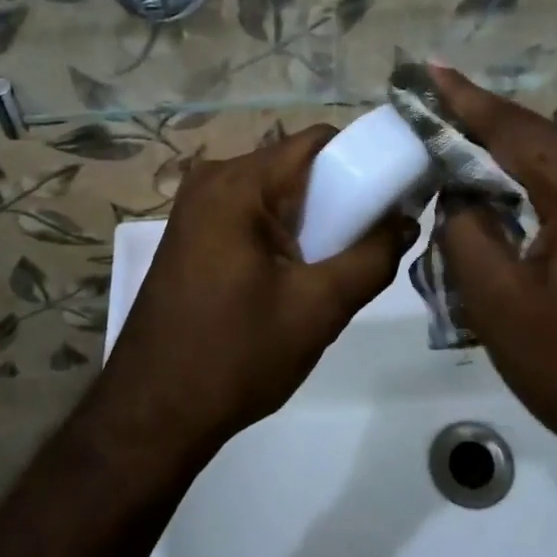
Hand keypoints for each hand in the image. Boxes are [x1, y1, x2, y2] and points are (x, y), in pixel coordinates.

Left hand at [96, 127, 414, 465]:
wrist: (151, 415)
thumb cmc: (236, 356)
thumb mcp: (319, 308)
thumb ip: (372, 257)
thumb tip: (405, 220)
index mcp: (239, 184)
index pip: (318, 141)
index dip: (362, 160)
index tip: (392, 194)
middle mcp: (212, 179)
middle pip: (296, 164)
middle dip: (338, 195)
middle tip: (366, 241)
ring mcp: (195, 206)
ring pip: (276, 191)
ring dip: (311, 218)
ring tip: (332, 266)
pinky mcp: (191, 233)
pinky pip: (252, 211)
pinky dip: (282, 231)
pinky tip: (293, 276)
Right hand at [430, 67, 556, 486]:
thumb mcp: (501, 302)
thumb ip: (468, 234)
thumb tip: (461, 199)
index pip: (513, 128)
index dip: (466, 100)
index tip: (429, 71)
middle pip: (538, 140)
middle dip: (483, 124)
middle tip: (433, 108)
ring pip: (556, 169)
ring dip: (506, 159)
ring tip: (457, 147)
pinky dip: (531, 190)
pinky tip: (503, 201)